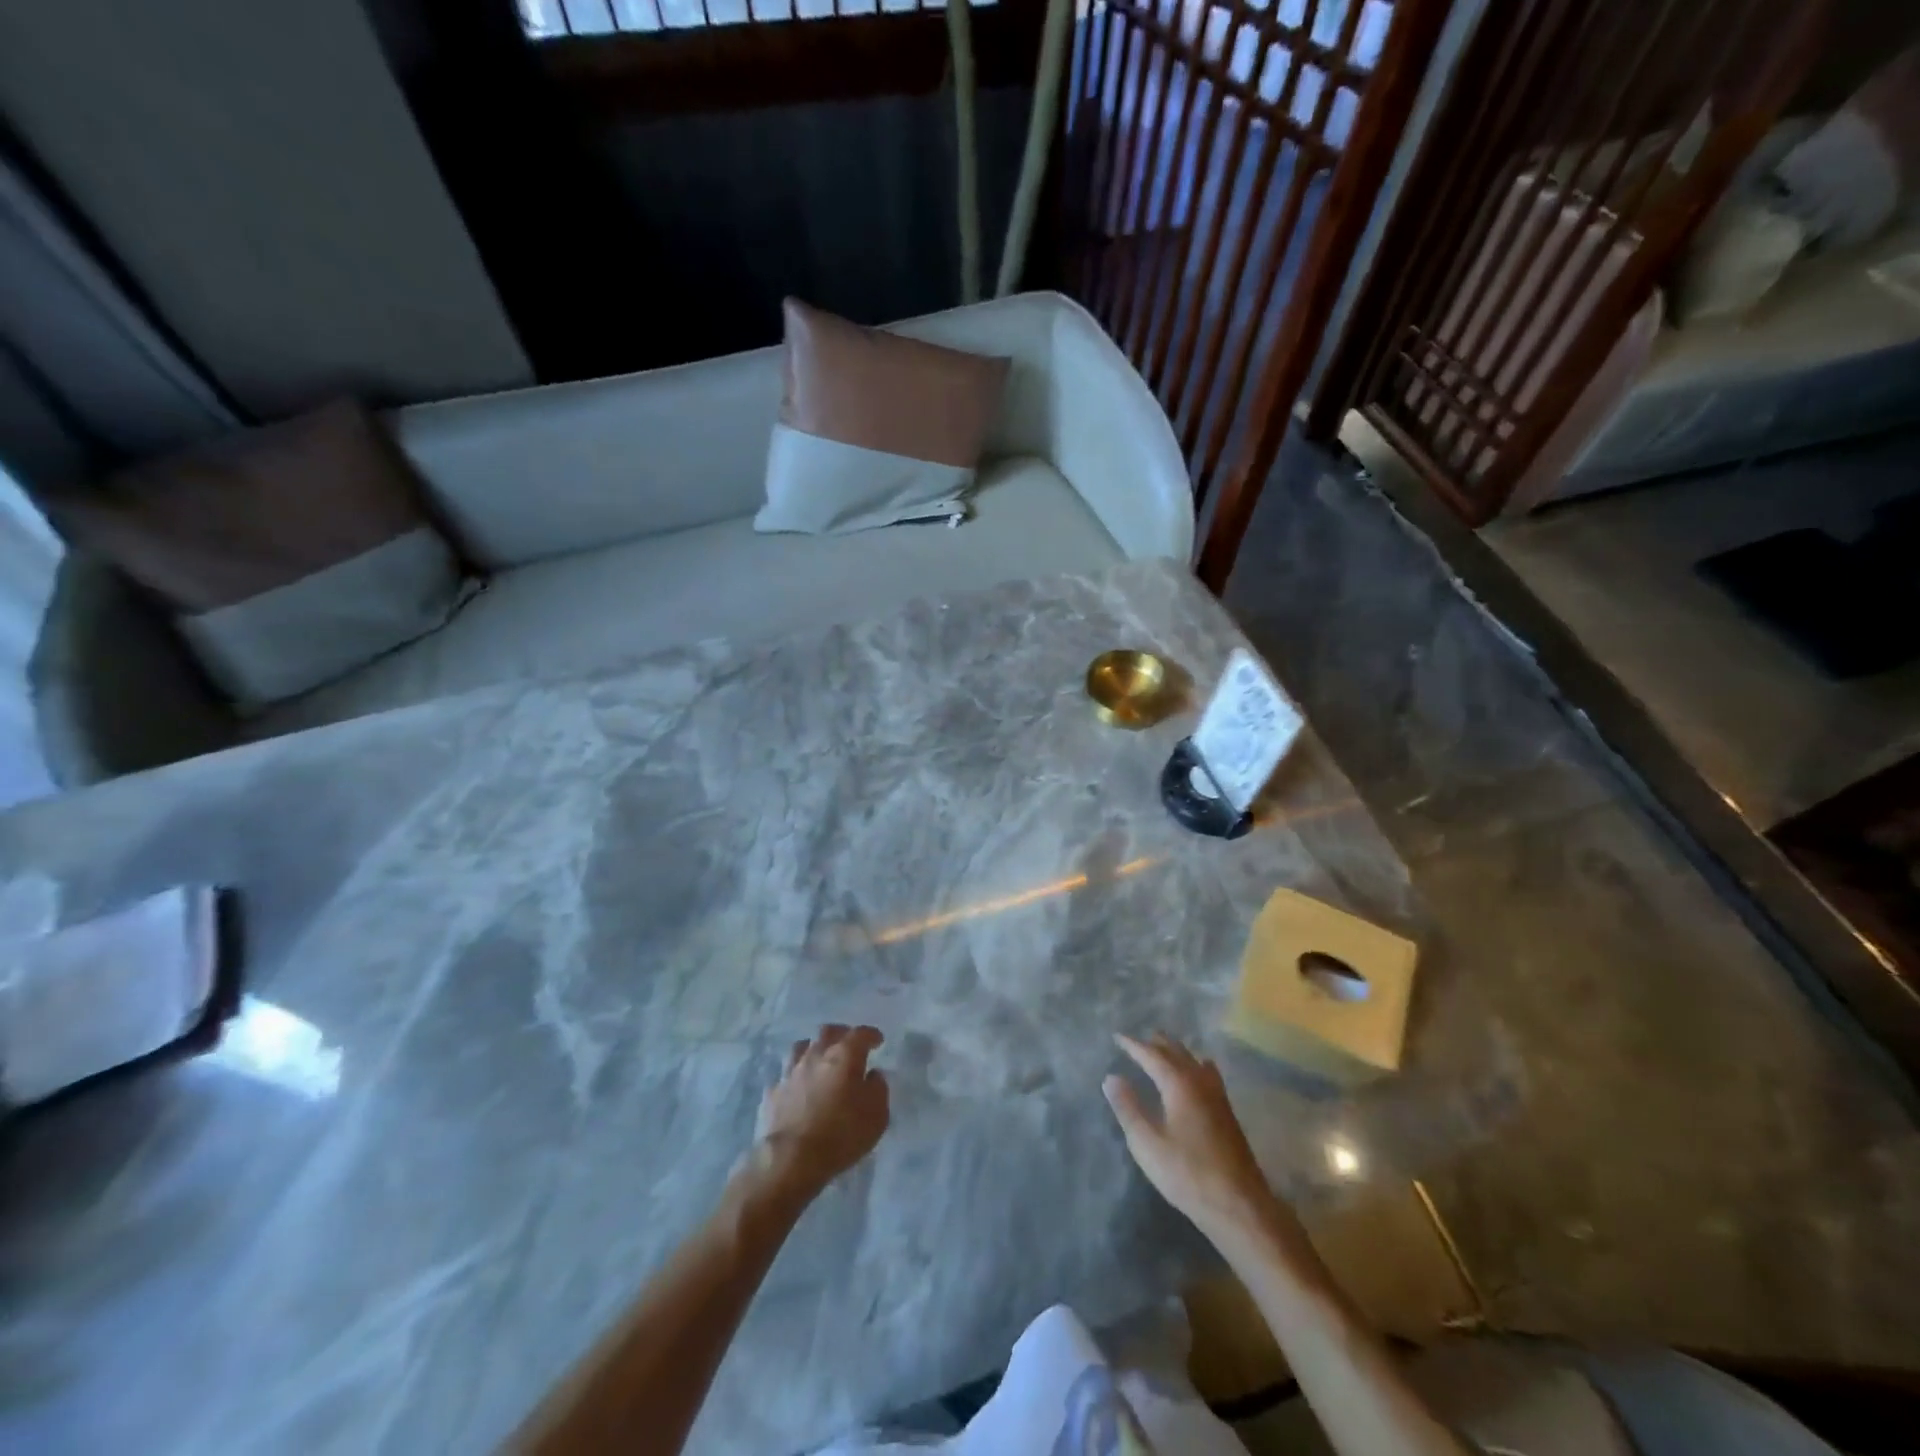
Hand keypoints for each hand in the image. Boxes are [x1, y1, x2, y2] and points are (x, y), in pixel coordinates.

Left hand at [750, 1024, 889, 1201]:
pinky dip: (796, 1076)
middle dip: (841, 1034)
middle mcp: (816, 1055)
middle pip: (828, 1032)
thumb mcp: (877, 1116)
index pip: (860, 1034)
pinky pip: (786, 1074)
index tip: (877, 1040)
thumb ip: (878, 1089)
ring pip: (802, 1047)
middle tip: (849, 1044)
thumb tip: (873, 1075)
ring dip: (814, 1049)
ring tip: (820, 1059)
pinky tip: (799, 1086)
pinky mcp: (773, 1091)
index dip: (871, 1035)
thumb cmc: (841, 1135)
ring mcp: (791, 1071)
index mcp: (845, 1055)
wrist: (791, 1159)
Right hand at [1104, 1032, 1285, 1246]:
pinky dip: (1194, 1064)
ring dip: (1176, 1051)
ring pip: (1194, 1060)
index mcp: (1179, 1084)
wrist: (1239, 1205)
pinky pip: (1207, 1073)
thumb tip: (1111, 1077)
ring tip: (1163, 1050)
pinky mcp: (1227, 1112)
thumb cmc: (1187, 1173)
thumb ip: (1128, 1108)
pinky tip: (1196, 1075)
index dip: (1133, 1045)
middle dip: (1156, 1043)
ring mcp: (1218, 1096)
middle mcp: (1200, 1081)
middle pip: (1176, 1052)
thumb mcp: (1147, 1143)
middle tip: (1138, 1040)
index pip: (1152, 1055)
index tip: (1117, 1036)